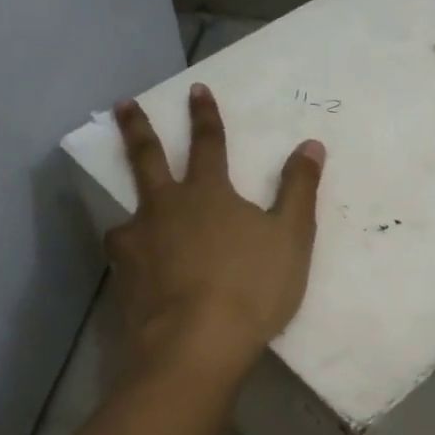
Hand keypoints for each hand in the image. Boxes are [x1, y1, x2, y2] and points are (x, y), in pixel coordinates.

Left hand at [108, 85, 324, 370]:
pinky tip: (134, 268)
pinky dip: (130, 254)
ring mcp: (139, 242)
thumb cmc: (251, 287)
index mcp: (209, 193)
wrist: (195, 344)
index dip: (205, 116)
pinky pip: (124, 256)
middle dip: (138, 129)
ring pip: (128, 212)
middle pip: (148, 159)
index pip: (209, 144)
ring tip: (129, 215)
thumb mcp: (291, 238)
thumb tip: (311, 145)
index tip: (196, 90)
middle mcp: (166, 208)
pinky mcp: (123, 277)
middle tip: (124, 104)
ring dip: (130, 205)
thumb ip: (300, 190)